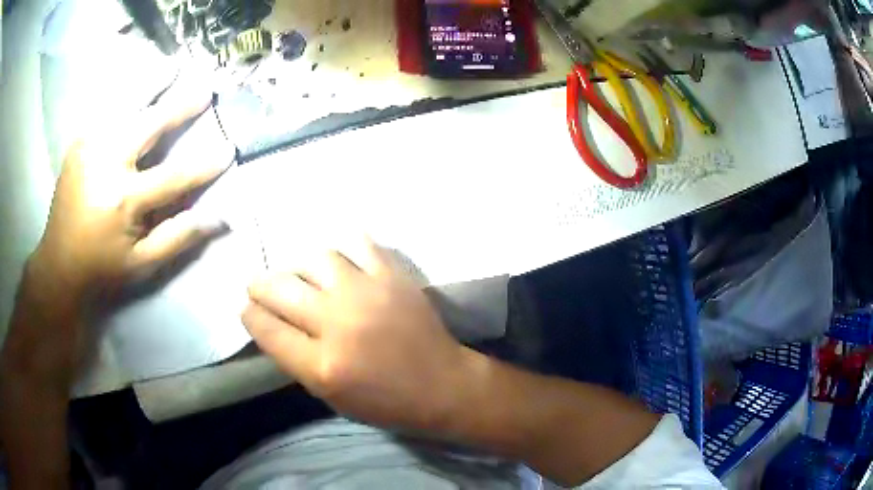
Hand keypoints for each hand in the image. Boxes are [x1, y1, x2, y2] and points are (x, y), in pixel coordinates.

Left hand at [33, 79, 232, 304]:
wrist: (58, 263)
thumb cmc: (102, 266)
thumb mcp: (141, 264)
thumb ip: (178, 238)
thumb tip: (219, 219)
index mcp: (123, 200)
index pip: (173, 176)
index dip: (204, 164)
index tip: (228, 150)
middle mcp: (106, 164)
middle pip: (149, 124)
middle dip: (179, 106)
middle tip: (204, 90)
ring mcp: (89, 148)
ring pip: (125, 105)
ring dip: (151, 85)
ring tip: (171, 68)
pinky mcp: (79, 144)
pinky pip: (105, 110)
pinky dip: (123, 94)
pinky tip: (136, 87)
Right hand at [244, 239, 470, 431]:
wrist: (441, 385)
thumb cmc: (385, 401)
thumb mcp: (330, 396)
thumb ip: (296, 359)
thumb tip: (270, 323)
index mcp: (322, 366)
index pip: (267, 328)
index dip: (249, 314)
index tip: (247, 308)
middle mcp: (338, 324)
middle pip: (281, 289)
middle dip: (260, 285)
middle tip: (259, 285)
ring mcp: (367, 294)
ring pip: (315, 260)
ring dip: (297, 266)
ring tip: (297, 274)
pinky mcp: (393, 277)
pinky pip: (358, 245)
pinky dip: (341, 248)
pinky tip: (335, 259)